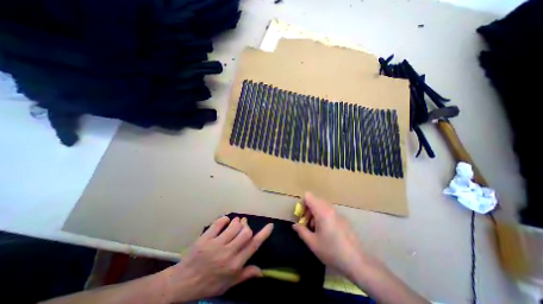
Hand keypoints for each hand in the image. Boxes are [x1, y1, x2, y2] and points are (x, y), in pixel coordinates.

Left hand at [160, 218, 270, 302]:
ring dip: (237, 222)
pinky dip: (225, 219)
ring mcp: (215, 244)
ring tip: (236, 222)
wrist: (183, 283)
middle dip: (247, 227)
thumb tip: (262, 271)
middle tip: (244, 226)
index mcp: (234, 265)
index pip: (253, 246)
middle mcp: (227, 253)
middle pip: (245, 232)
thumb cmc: (208, 284)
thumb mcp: (228, 284)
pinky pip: (219, 223)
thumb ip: (245, 275)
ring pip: (234, 226)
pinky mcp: (205, 238)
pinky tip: (225, 221)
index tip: (270, 225)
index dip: (263, 234)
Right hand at [293, 192, 364, 277]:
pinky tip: (326, 232)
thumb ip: (301, 231)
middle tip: (307, 224)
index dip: (302, 204)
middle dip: (308, 210)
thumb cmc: (331, 251)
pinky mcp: (343, 219)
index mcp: (322, 211)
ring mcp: (338, 213)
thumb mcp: (312, 243)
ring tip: (316, 229)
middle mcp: (330, 209)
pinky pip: (329, 211)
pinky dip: (323, 216)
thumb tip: (294, 225)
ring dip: (315, 213)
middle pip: (315, 200)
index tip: (301, 216)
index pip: (308, 196)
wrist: (356, 262)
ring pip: (322, 206)